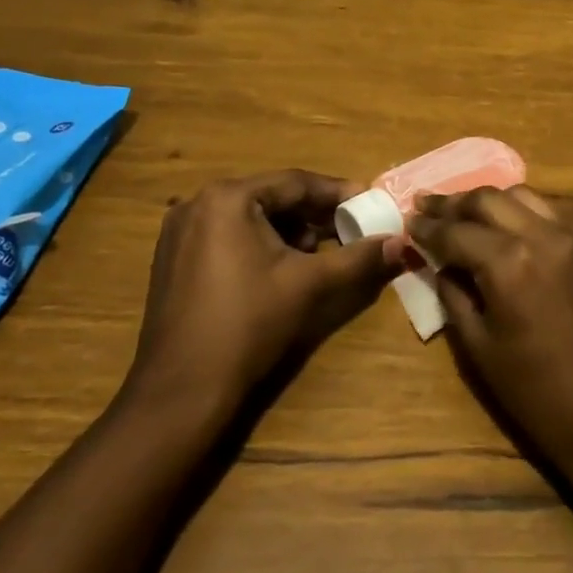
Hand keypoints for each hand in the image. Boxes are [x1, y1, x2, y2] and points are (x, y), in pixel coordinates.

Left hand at [129, 170, 401, 406]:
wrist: (182, 389)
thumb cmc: (249, 324)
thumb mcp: (310, 285)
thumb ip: (358, 258)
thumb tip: (399, 242)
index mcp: (227, 198)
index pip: (295, 183)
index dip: (337, 193)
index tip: (369, 201)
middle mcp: (197, 203)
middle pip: (271, 197)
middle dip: (313, 214)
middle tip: (349, 227)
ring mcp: (179, 231)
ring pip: (249, 217)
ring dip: (287, 230)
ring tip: (319, 252)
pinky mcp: (173, 258)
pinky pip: (227, 235)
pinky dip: (259, 243)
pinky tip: (280, 268)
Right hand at [410, 187, 572, 475]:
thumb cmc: (533, 391)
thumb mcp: (478, 345)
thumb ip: (453, 293)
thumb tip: (438, 263)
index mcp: (509, 263)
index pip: (456, 231)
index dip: (426, 227)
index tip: (405, 221)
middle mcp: (540, 236)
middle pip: (487, 199)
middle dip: (452, 203)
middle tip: (424, 206)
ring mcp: (569, 237)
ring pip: (519, 196)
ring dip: (485, 201)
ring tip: (459, 213)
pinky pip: (544, 212)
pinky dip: (516, 210)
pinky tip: (499, 225)